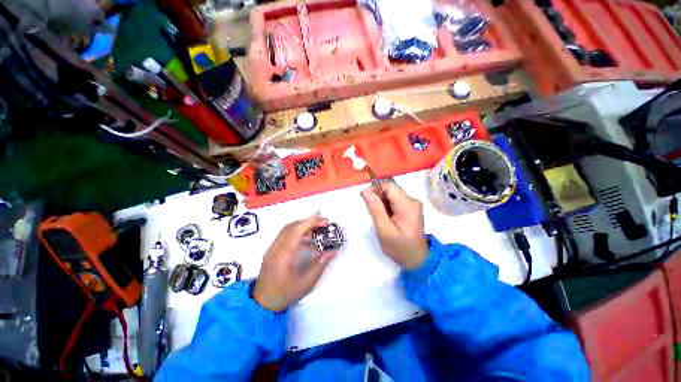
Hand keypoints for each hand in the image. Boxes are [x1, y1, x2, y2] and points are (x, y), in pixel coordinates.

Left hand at [253, 213, 336, 311]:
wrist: (263, 303)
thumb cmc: (286, 294)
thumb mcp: (307, 283)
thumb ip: (321, 265)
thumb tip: (333, 251)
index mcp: (284, 256)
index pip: (296, 232)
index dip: (310, 222)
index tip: (323, 219)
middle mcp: (275, 248)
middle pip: (291, 227)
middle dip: (308, 221)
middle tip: (323, 222)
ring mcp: (271, 248)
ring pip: (287, 229)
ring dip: (302, 225)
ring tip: (316, 227)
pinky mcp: (271, 250)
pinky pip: (284, 234)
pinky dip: (296, 231)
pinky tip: (306, 237)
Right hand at [361, 182, 428, 269]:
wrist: (416, 260)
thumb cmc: (400, 248)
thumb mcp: (384, 231)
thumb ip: (375, 209)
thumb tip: (365, 191)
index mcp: (407, 205)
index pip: (389, 185)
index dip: (375, 188)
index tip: (366, 200)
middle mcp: (412, 200)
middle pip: (390, 189)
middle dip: (377, 197)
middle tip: (372, 212)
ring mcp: (411, 204)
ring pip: (390, 194)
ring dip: (381, 202)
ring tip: (379, 217)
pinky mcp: (409, 207)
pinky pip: (394, 200)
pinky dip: (386, 206)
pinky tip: (385, 217)